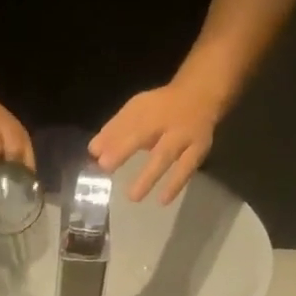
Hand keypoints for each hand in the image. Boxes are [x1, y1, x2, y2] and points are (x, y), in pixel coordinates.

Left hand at [88, 79, 225, 203]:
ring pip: (166, 155)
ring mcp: (185, 135)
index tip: (96, 156)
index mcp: (149, 110)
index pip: (128, 123)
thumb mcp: (137, 111)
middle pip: (144, 134)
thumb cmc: (161, 108)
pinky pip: (187, 168)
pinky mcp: (199, 149)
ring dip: (149, 176)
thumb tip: (93, 152)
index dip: (112, 139)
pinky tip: (163, 200)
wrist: (202, 95)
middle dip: (123, 150)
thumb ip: (115, 130)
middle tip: (105, 167)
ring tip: (133, 197)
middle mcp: (166, 121)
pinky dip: (175, 185)